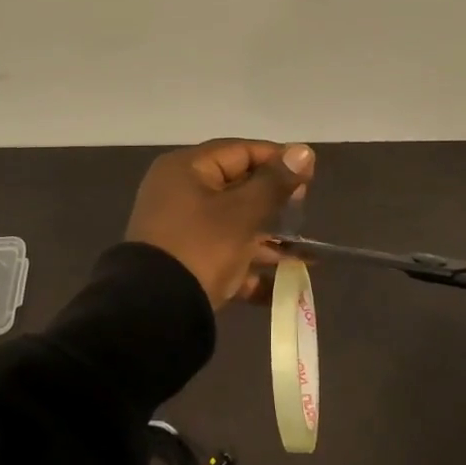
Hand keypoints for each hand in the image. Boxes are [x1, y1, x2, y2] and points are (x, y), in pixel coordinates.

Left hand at [126, 139, 315, 309]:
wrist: (155, 313)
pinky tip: (283, 285)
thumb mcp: (242, 213)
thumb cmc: (202, 247)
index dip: (277, 159)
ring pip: (233, 224)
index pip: (240, 151)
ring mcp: (180, 229)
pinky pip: (224, 255)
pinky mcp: (184, 262)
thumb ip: (275, 182)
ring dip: (268, 240)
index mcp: (186, 169)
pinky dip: (250, 266)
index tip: (310, 176)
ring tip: (306, 255)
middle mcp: (179, 192)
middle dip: (274, 203)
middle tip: (304, 213)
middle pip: (236, 187)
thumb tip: (304, 150)